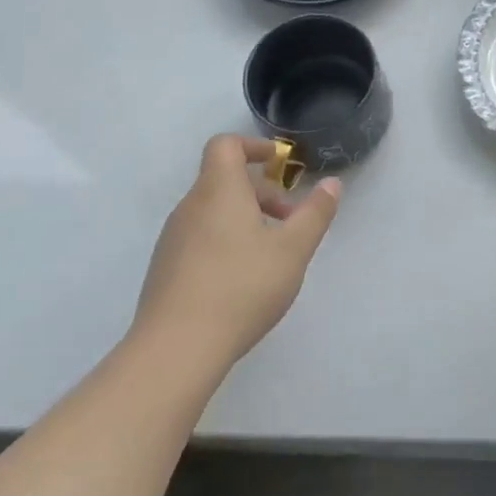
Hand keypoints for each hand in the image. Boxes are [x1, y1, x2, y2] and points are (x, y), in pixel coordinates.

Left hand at [133, 134, 342, 371]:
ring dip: (243, 220)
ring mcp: (172, 240)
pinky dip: (223, 243)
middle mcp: (190, 207)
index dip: (253, 146)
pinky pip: (198, 240)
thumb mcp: (293, 249)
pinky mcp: (164, 271)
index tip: (279, 164)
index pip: (226, 145)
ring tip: (270, 256)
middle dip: (260, 193)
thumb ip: (315, 213)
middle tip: (288, 221)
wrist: (175, 350)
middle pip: (223, 180)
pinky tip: (241, 282)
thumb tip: (331, 183)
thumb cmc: (241, 287)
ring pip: (212, 212)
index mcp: (218, 190)